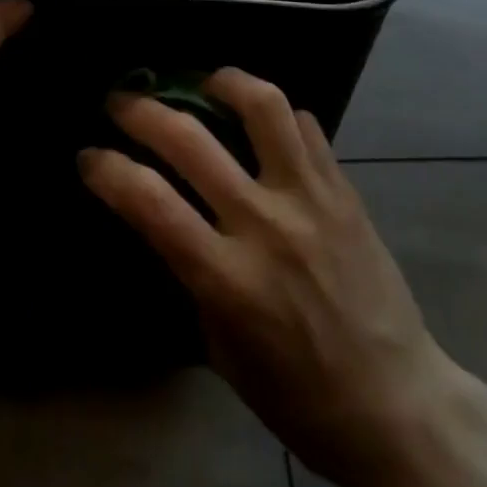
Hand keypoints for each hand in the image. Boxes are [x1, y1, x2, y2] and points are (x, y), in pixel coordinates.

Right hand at [78, 70, 463, 486]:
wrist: (397, 404)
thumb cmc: (299, 397)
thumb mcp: (222, 350)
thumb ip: (193, 277)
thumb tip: (169, 221)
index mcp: (228, 279)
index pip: (149, 202)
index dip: (108, 169)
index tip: (89, 156)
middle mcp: (266, 224)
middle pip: (191, 140)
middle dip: (141, 110)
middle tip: (122, 100)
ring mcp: (311, 198)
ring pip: (263, 107)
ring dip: (223, 81)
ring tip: (204, 82)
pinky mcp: (345, 189)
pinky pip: (306, 126)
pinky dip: (277, 114)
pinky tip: (264, 123)